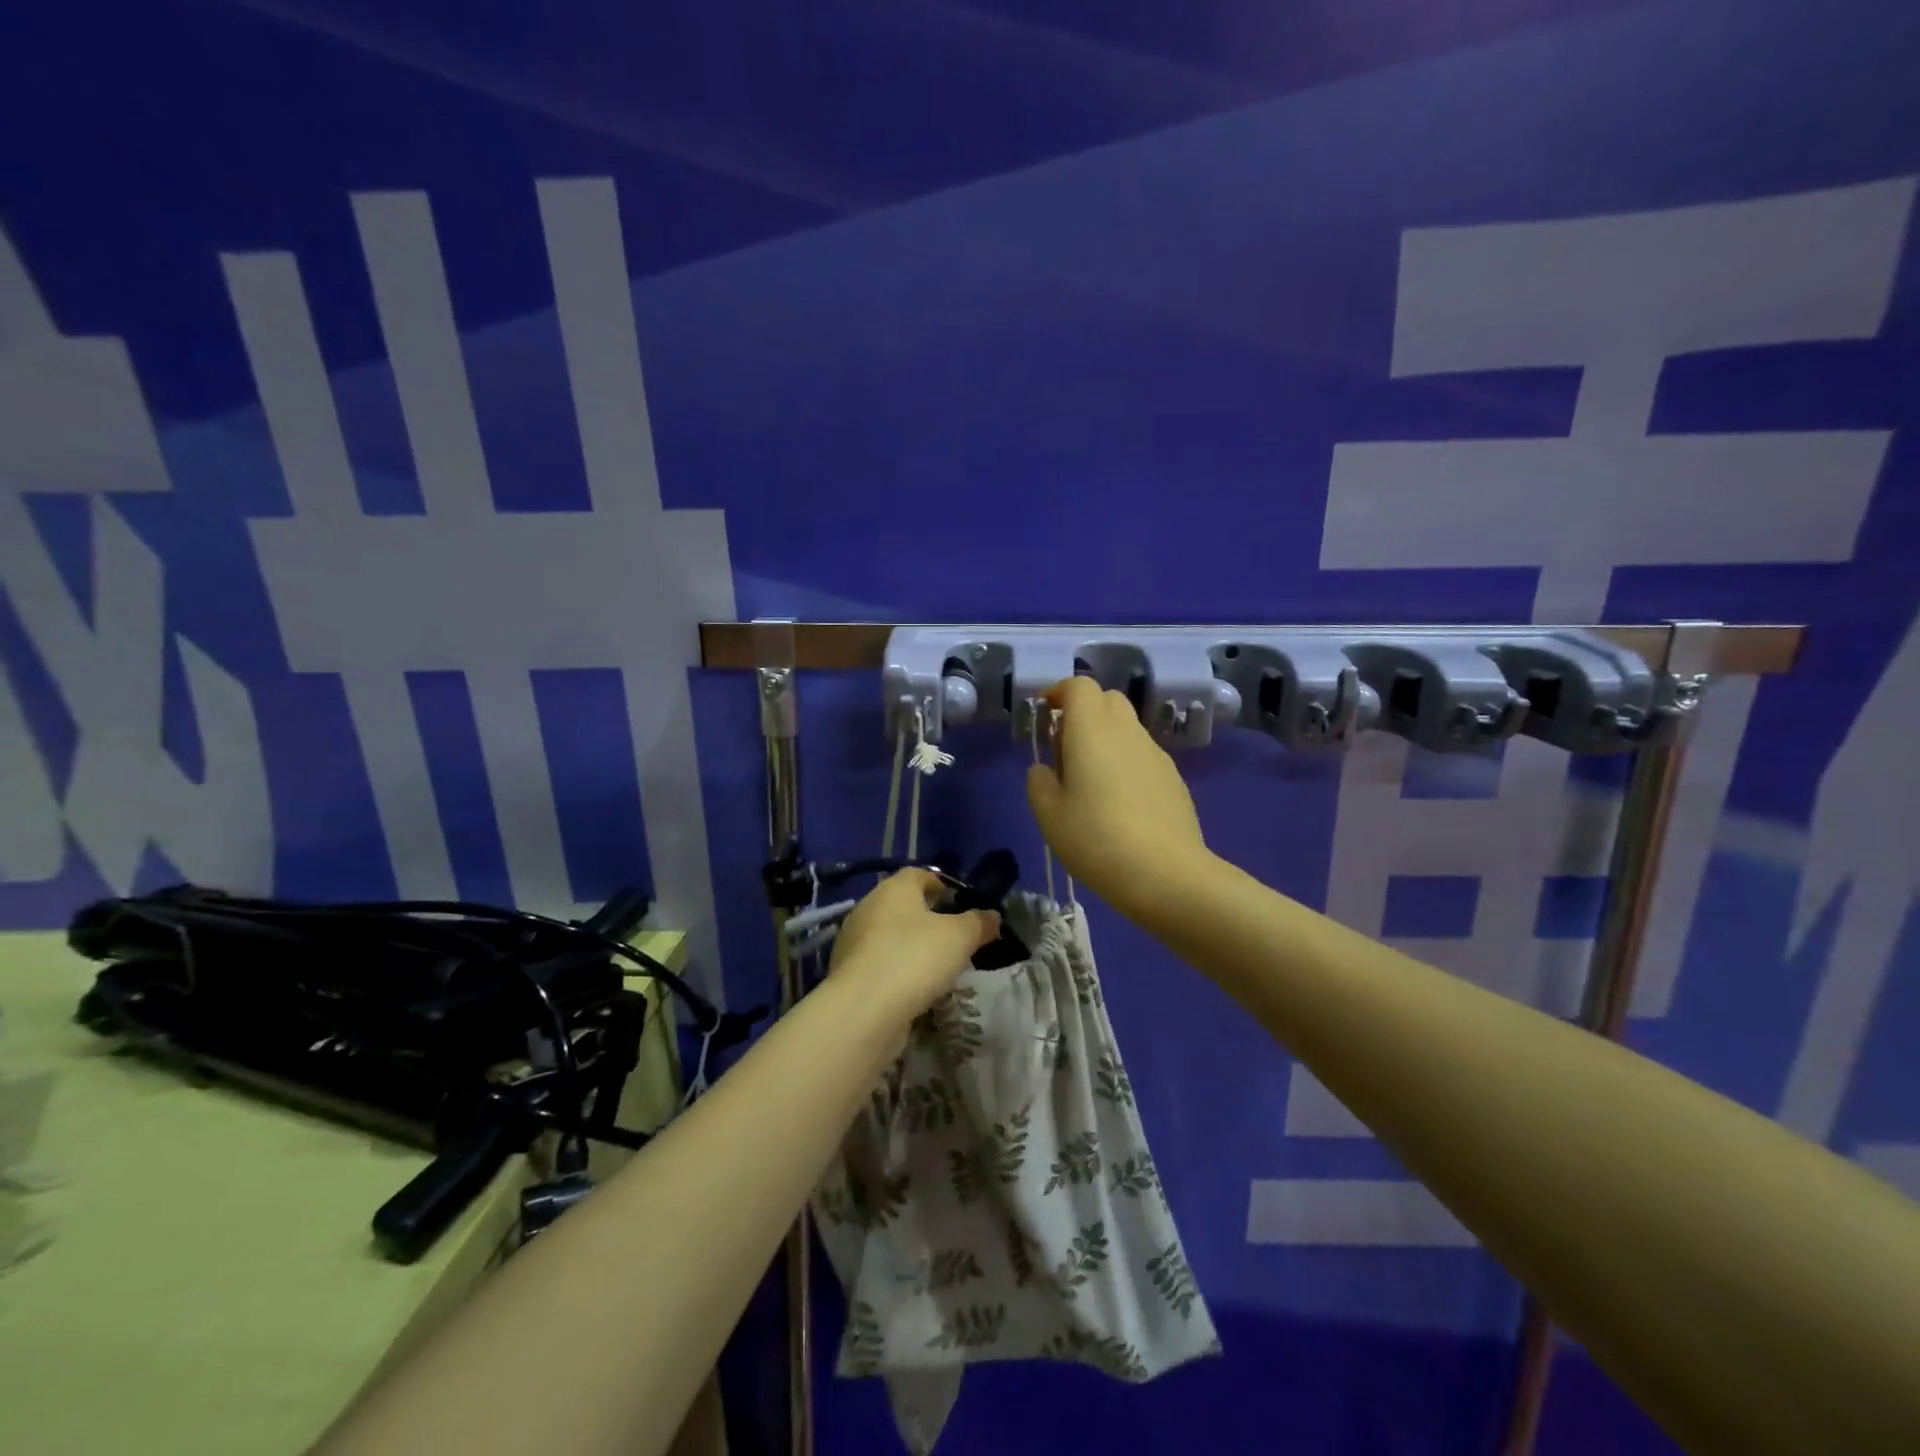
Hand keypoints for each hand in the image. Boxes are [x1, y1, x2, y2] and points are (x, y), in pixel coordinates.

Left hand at [828, 870, 999, 1021]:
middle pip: (903, 905)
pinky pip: (880, 964)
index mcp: (893, 888)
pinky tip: (915, 990)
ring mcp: (854, 942)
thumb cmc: (915, 958)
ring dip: (912, 947)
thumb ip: (979, 923)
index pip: (918, 874)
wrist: (863, 1010)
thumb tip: (992, 916)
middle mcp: (868, 908)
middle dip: (928, 919)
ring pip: (891, 936)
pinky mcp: (848, 974)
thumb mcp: (960, 937)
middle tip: (955, 938)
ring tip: (939, 968)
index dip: (942, 885)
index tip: (961, 903)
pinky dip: (897, 971)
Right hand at [1025, 676, 1211, 918]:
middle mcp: (1127, 731)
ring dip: (1106, 738)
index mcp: (1092, 730)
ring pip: (1127, 728)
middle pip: (1107, 700)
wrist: (1166, 874)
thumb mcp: (1049, 815)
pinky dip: (1126, 762)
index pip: (1079, 686)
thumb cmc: (1096, 838)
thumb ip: (1039, 783)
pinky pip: (1143, 755)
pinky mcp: (1174, 778)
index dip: (1059, 693)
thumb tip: (1045, 770)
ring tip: (1090, 780)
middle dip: (1084, 712)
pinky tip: (1120, 803)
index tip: (1045, 715)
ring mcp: (1156, 754)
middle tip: (1064, 748)